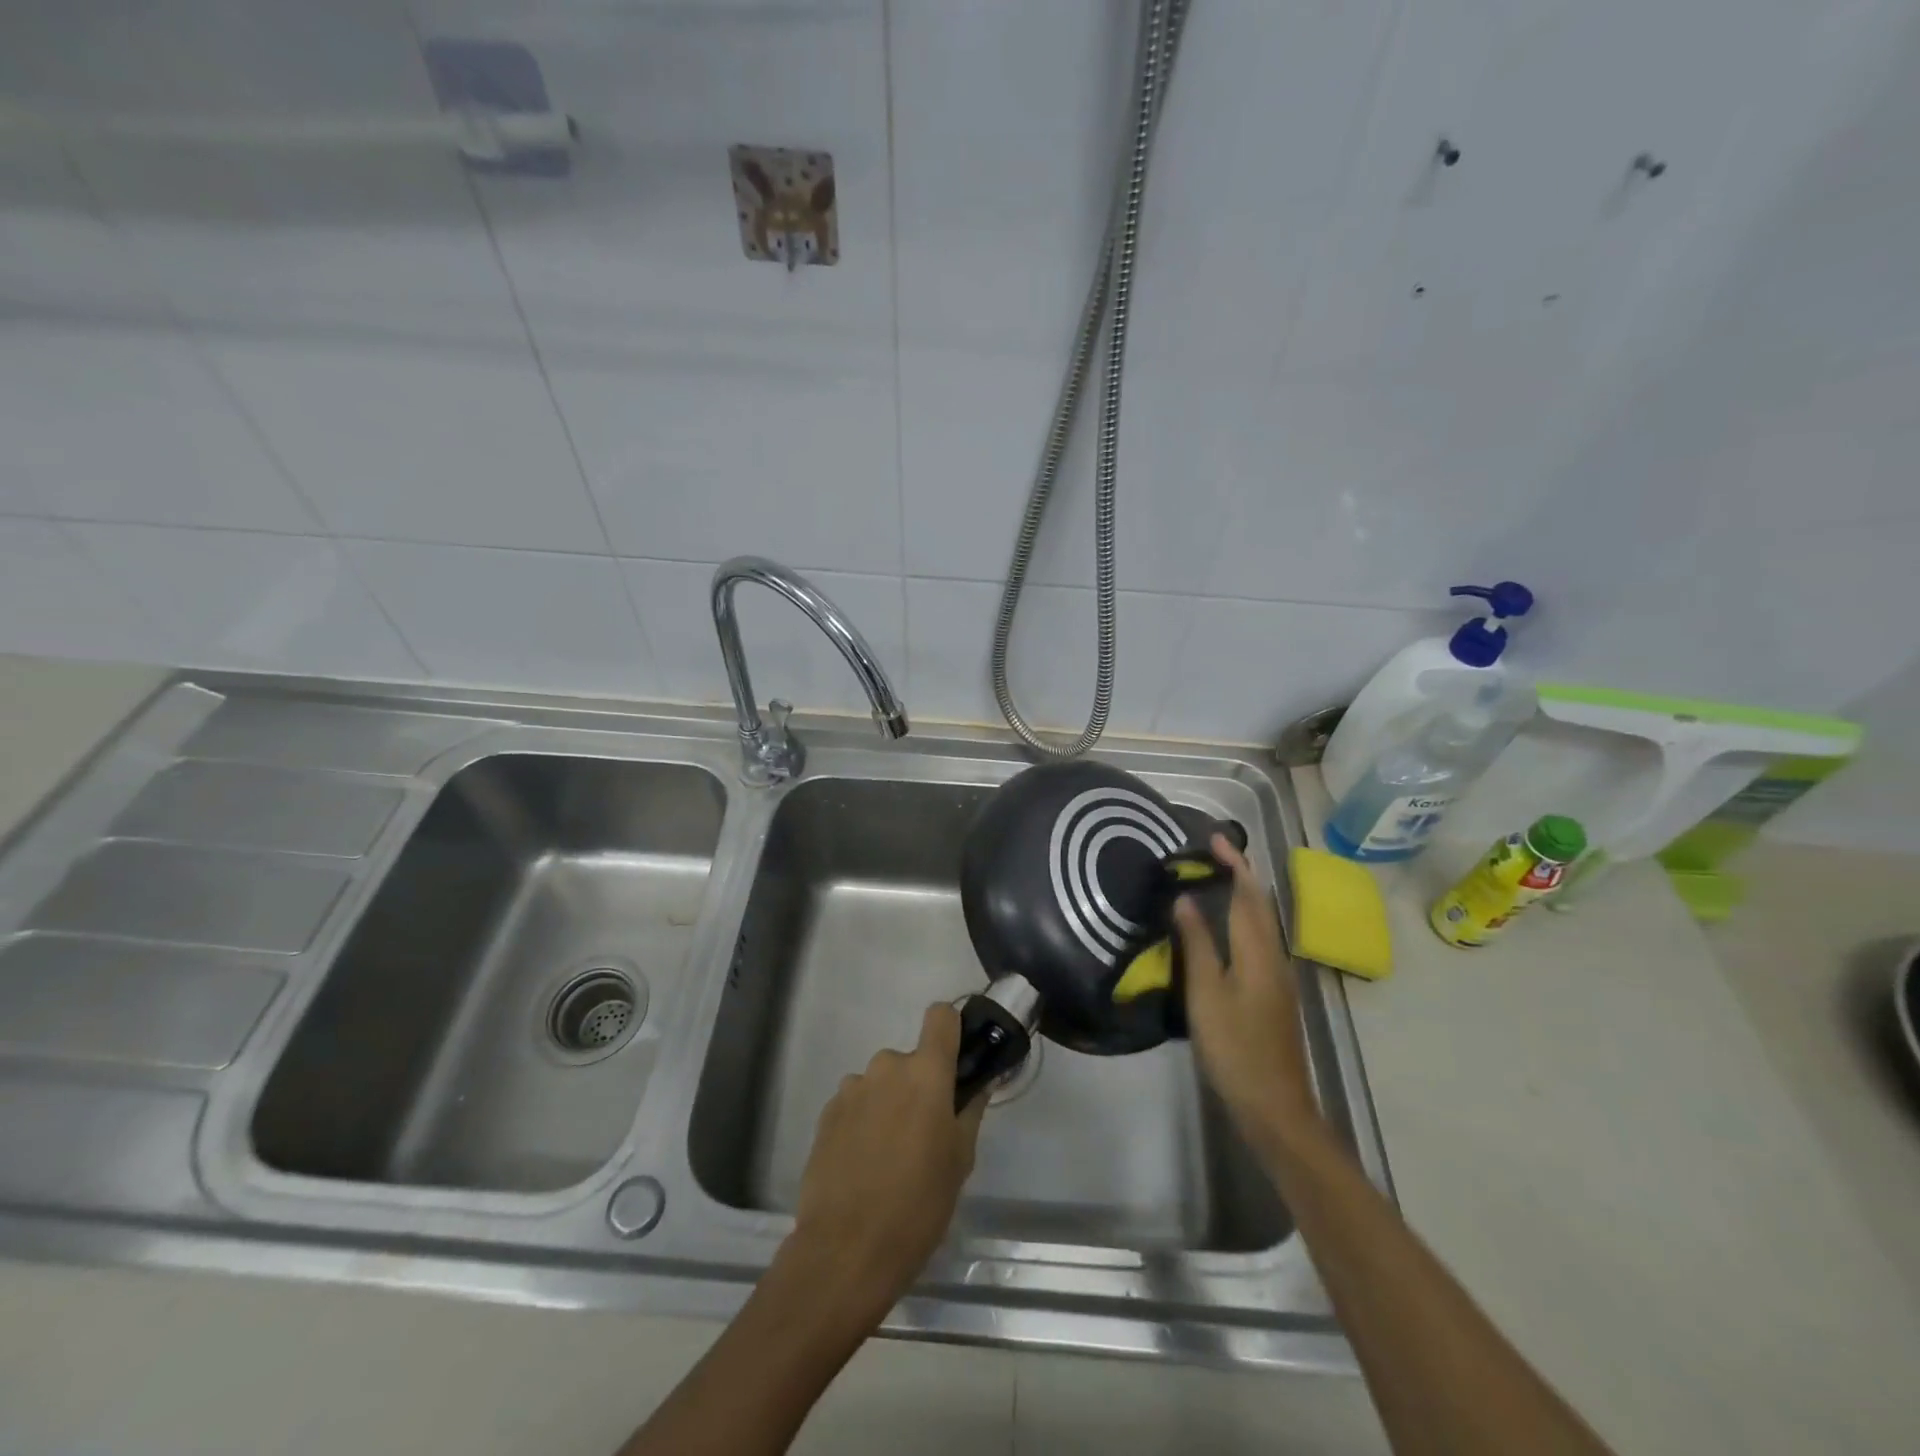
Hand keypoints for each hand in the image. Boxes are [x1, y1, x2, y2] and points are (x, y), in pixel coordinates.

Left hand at [779, 1002, 987, 1330]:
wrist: (845, 1250)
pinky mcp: (826, 1112)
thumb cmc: (918, 1205)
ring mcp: (852, 1087)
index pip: (940, 1016)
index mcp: (926, 1072)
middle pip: (910, 1060)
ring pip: (881, 1083)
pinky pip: (856, 1103)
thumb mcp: (959, 1161)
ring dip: (888, 1104)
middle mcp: (886, 1067)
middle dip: (919, 1086)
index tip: (956, 1061)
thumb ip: (970, 1111)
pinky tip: (863, 1164)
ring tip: (889, 1156)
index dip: (950, 1030)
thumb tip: (978, 1085)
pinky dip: (863, 1121)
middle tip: (924, 1133)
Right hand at [1177, 833, 1318, 1144]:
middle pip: (1260, 904)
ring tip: (1213, 880)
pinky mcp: (1273, 993)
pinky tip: (1223, 929)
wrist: (1275, 1106)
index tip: (1213, 837)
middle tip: (1210, 853)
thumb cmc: (1235, 1047)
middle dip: (1240, 873)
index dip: (1234, 863)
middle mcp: (1274, 956)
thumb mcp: (1207, 993)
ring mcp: (1278, 977)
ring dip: (1242, 895)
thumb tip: (1186, 899)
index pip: (1249, 894)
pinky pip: (1258, 940)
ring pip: (1261, 923)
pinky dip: (1242, 920)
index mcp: (1259, 951)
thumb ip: (1198, 943)